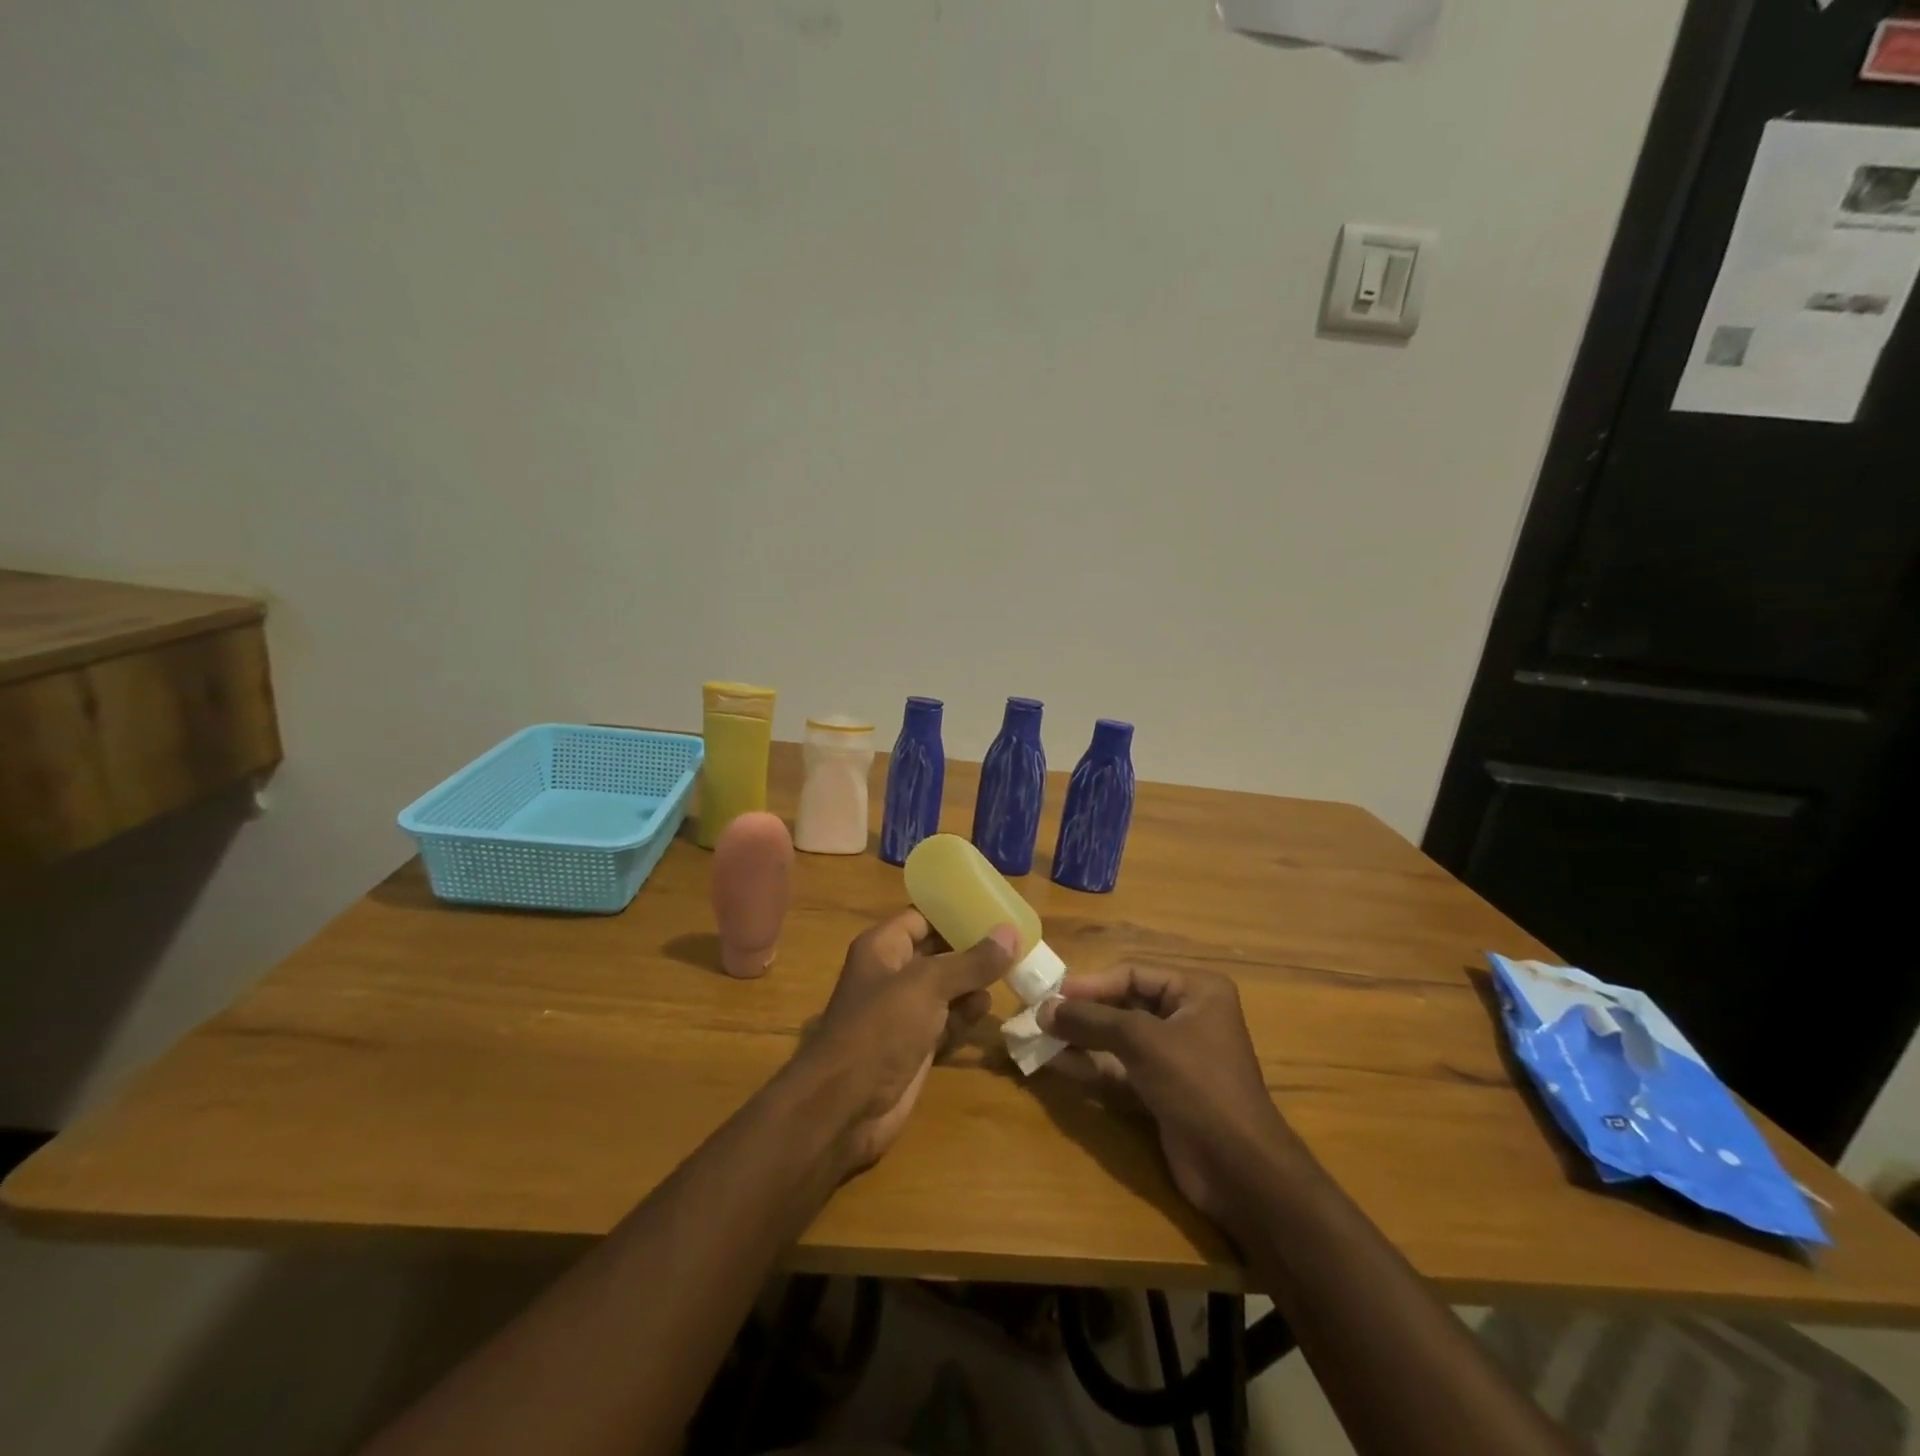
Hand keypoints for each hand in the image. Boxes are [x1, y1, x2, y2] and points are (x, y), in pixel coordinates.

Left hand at [791, 910, 1015, 1174]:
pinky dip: (965, 1014)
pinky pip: (946, 1020)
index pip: (922, 917)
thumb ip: (971, 961)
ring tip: (1009, 972)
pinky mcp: (915, 1045)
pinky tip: (988, 1008)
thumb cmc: (880, 1028)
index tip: (994, 906)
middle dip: (971, 948)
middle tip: (1014, 940)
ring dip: (973, 982)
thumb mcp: (928, 986)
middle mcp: (892, 974)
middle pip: (937, 952)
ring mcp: (903, 1012)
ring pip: (945, 988)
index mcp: (883, 947)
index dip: (954, 911)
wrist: (846, 1107)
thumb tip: (1011, 933)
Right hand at [1040, 964, 1290, 1233]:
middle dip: (1084, 1012)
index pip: (1133, 974)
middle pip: (1125, 1004)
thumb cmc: (1197, 1085)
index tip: (1050, 994)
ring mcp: (1177, 1056)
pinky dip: (1093, 1066)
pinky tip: (1059, 1064)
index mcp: (1197, 991)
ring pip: (1120, 1038)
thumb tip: (1043, 1009)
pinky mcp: (1165, 1090)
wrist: (1240, 1170)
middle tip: (1041, 1016)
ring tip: (1041, 1038)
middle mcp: (1189, 1016)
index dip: (1090, 984)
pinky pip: (1122, 1068)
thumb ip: (1091, 1020)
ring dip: (1083, 1039)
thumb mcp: (1142, 1041)